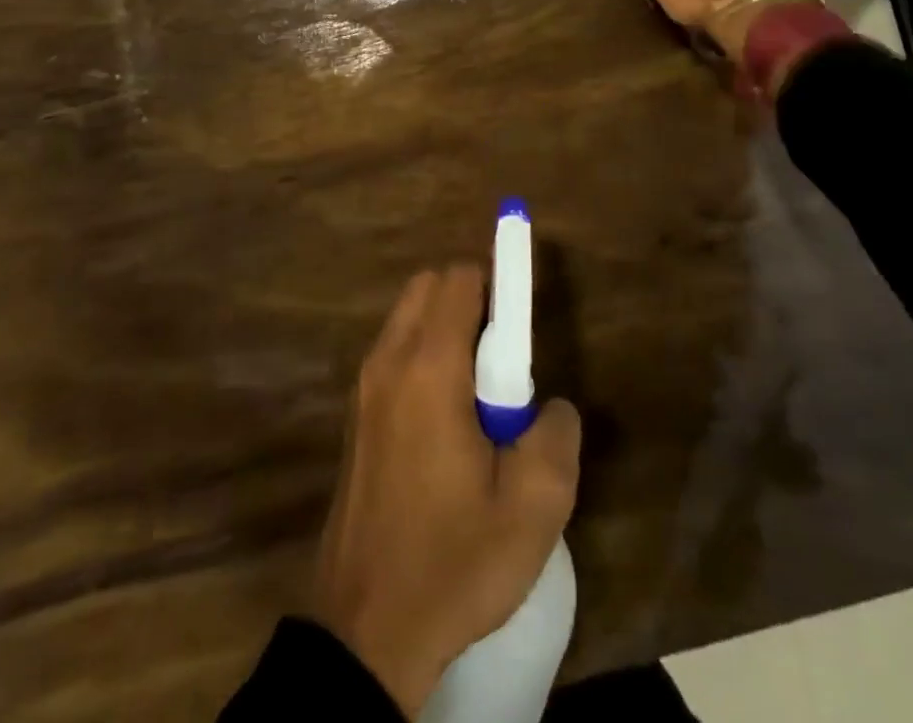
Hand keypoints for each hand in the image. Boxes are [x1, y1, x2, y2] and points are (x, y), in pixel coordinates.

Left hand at [311, 266, 581, 718]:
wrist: (365, 632)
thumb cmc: (453, 561)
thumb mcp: (534, 508)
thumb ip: (557, 435)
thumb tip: (552, 406)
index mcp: (430, 368)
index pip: (461, 279)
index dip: (498, 282)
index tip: (520, 322)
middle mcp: (389, 361)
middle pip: (429, 286)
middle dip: (470, 300)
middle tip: (501, 360)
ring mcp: (364, 388)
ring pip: (407, 318)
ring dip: (444, 329)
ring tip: (477, 397)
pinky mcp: (355, 416)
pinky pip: (393, 354)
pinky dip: (422, 356)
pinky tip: (445, 423)